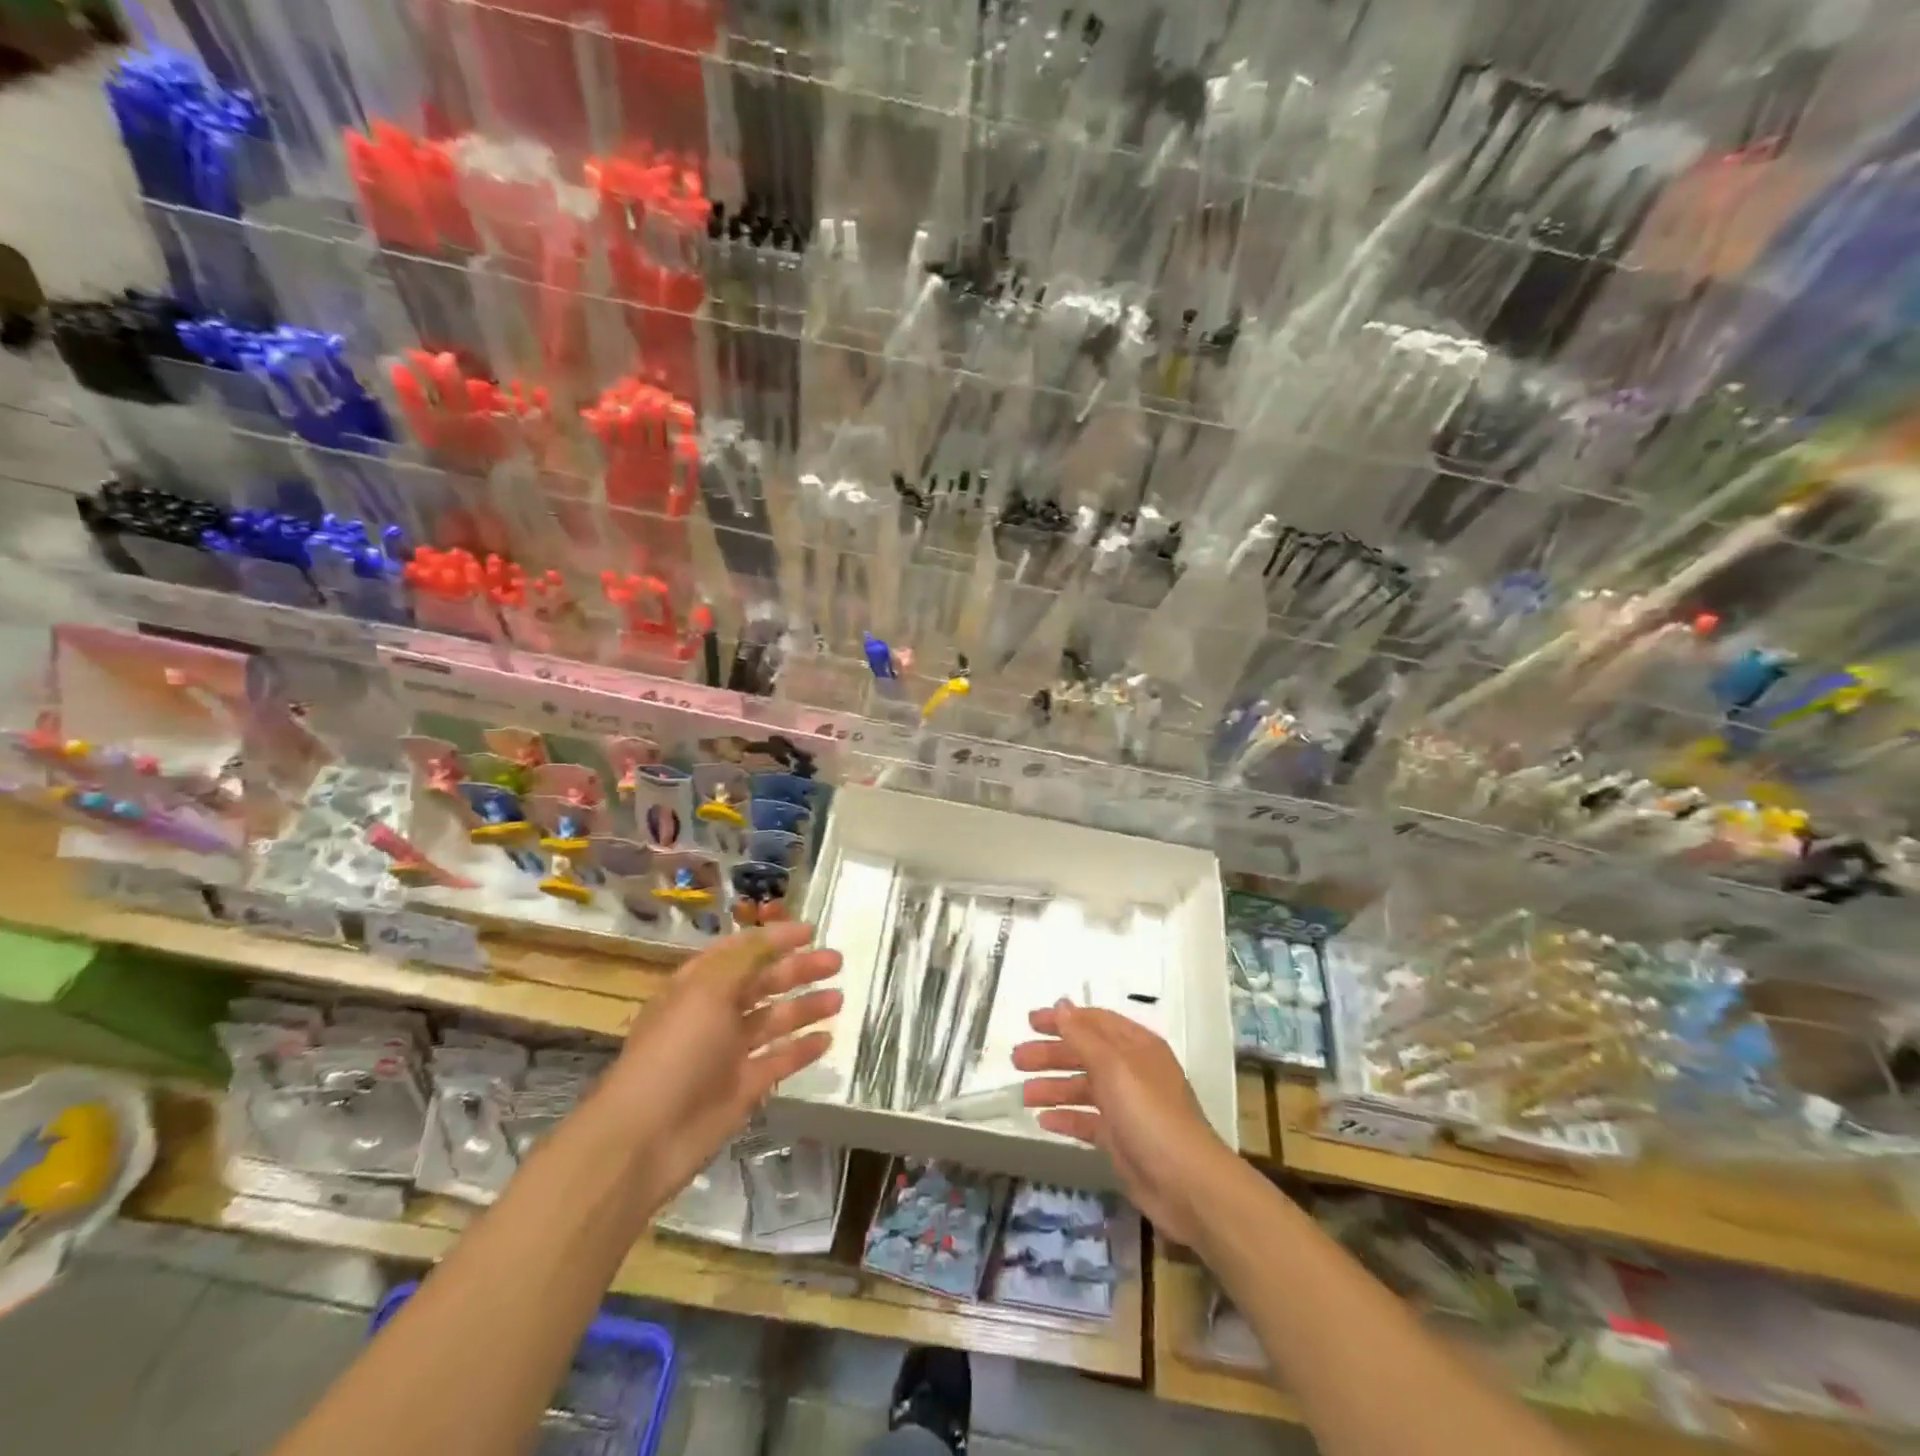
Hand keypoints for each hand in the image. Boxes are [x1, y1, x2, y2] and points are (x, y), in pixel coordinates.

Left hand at [601, 923, 841, 1209]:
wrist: (645, 1138)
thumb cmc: (676, 1051)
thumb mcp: (706, 991)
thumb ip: (745, 959)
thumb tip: (774, 935)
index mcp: (698, 985)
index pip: (741, 951)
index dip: (774, 938)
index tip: (810, 931)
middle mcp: (714, 1014)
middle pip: (762, 983)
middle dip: (798, 970)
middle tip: (836, 961)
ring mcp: (728, 1053)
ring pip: (774, 1020)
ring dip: (805, 1007)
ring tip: (839, 998)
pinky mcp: (742, 1088)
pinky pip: (778, 1060)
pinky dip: (802, 1049)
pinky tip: (827, 1038)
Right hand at [1013, 1001, 1233, 1246]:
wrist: (1186, 1184)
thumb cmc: (1150, 1114)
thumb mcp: (1114, 1067)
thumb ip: (1083, 1036)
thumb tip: (1062, 1004)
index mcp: (1136, 1046)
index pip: (1094, 1021)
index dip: (1063, 1019)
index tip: (1031, 1021)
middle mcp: (1131, 1071)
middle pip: (1084, 1054)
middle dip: (1051, 1055)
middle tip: (1017, 1059)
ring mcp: (1126, 1107)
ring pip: (1083, 1088)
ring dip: (1053, 1087)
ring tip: (1023, 1095)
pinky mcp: (1121, 1140)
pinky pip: (1087, 1121)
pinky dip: (1066, 1118)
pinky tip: (1043, 1121)